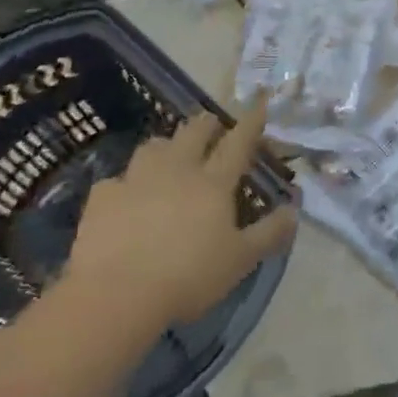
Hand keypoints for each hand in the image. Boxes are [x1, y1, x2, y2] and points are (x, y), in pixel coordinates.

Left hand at [61, 100, 297, 332]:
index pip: (238, 143)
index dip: (251, 122)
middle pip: (194, 133)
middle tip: (212, 125)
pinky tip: (124, 197)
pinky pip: (116, 181)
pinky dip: (125, 184)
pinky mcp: (103, 198)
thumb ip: (269, 233)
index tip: (260, 102)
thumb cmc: (188, 276)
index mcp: (213, 182)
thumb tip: (294, 211)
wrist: (116, 294)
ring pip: (153, 146)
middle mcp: (177, 170)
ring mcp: (136, 180)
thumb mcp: (239, 260)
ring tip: (169, 153)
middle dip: (206, 124)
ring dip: (166, 145)